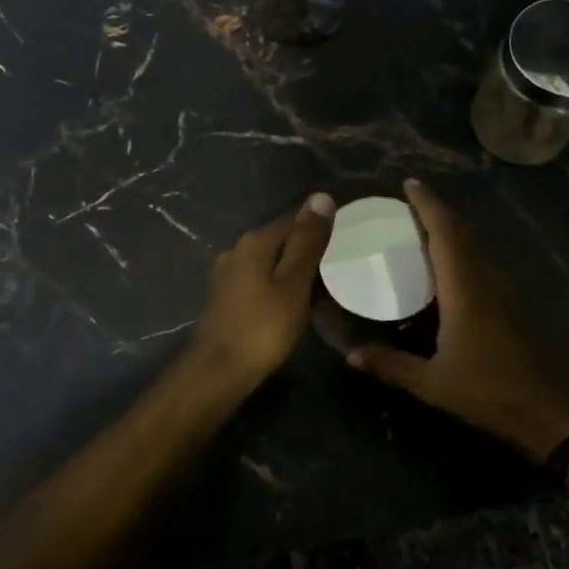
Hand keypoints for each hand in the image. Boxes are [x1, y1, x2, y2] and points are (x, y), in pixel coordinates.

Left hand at [186, 193, 336, 389]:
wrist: (218, 372)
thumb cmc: (262, 327)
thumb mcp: (293, 283)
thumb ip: (307, 241)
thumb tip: (321, 197)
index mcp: (255, 241)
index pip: (295, 216)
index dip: (322, 221)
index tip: (351, 231)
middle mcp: (238, 249)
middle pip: (282, 237)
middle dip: (310, 244)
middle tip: (344, 258)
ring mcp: (229, 273)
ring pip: (272, 259)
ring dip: (296, 266)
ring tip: (327, 279)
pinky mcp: (228, 296)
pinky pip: (262, 278)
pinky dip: (282, 282)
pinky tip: (298, 297)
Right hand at [348, 179, 568, 461]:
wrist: (557, 413)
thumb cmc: (493, 393)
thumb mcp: (435, 385)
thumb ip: (392, 367)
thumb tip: (352, 356)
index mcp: (464, 289)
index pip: (445, 233)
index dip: (427, 205)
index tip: (409, 184)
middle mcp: (485, 281)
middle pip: (462, 233)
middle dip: (436, 211)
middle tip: (406, 205)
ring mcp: (503, 293)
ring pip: (474, 247)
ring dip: (451, 231)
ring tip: (420, 230)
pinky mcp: (511, 307)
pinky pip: (481, 265)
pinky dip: (461, 253)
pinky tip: (446, 270)